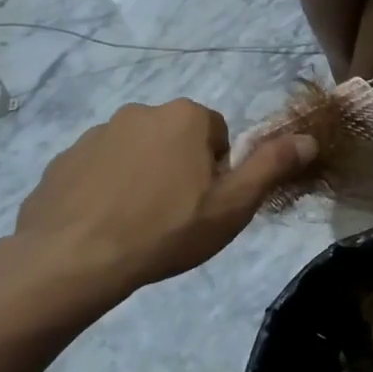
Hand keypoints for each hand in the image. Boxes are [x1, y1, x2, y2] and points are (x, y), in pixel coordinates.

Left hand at [11, 99, 316, 313]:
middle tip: (177, 217)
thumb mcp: (233, 205)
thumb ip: (272, 166)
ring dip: (144, 179)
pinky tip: (106, 226)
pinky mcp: (63, 160)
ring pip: (137, 154)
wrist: (74, 259)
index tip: (207, 204)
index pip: (218, 134)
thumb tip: (309, 137)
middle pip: (177, 140)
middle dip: (181, 170)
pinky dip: (107, 190)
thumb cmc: (167, 230)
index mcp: (185, 117)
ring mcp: (96, 134)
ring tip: (139, 225)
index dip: (218, 171)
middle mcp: (140, 112)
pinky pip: (99, 170)